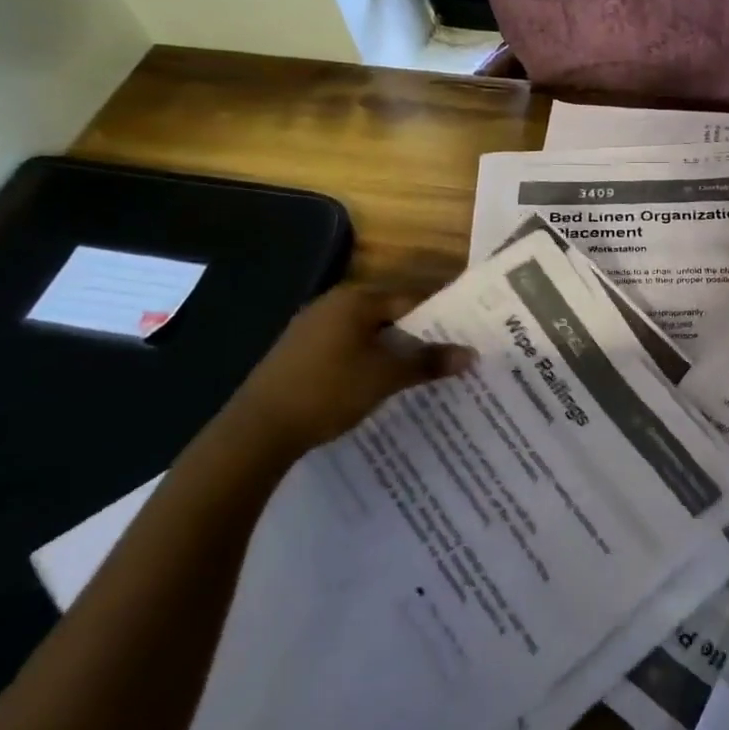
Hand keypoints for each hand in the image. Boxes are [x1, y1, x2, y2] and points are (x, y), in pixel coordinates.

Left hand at [222, 285, 474, 457]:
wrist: (258, 429)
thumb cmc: (329, 391)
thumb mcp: (386, 377)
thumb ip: (429, 362)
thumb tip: (470, 354)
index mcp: (355, 300)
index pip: (411, 299)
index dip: (440, 318)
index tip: (463, 337)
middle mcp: (332, 304)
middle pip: (389, 315)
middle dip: (417, 336)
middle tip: (446, 357)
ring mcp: (310, 328)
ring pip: (366, 334)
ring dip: (391, 351)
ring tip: (419, 373)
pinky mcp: (298, 353)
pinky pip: (345, 348)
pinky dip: (366, 361)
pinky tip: (377, 384)